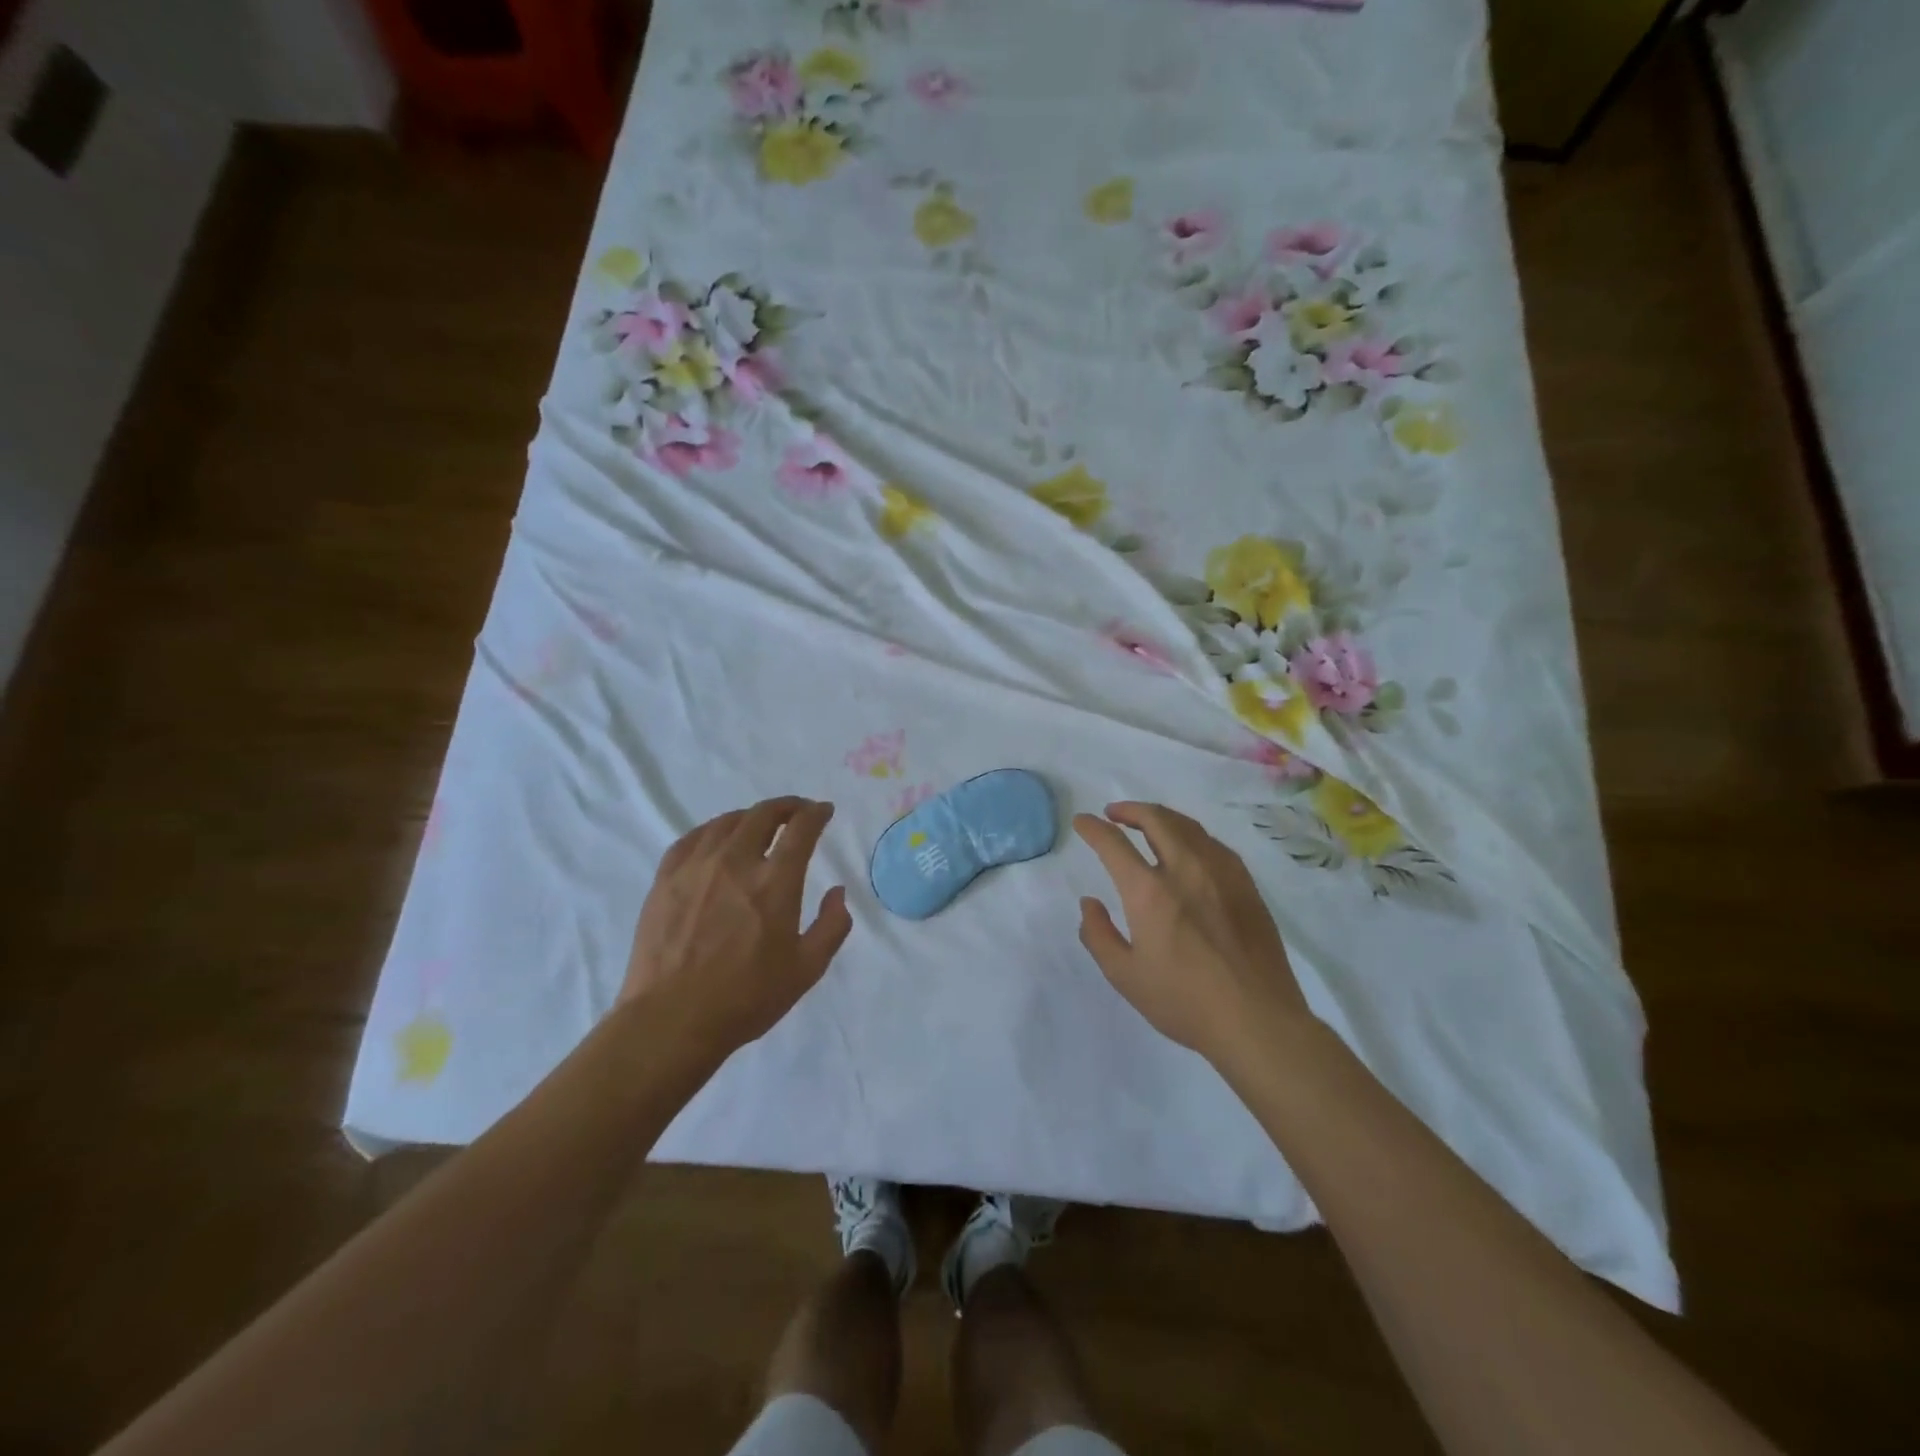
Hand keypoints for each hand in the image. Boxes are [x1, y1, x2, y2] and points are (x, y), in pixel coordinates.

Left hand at [622, 797, 852, 1055]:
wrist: (672, 1020)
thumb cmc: (746, 998)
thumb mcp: (807, 970)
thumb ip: (832, 926)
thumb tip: (837, 892)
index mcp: (775, 882)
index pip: (801, 829)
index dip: (816, 813)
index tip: (824, 811)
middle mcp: (736, 862)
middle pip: (763, 814)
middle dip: (786, 806)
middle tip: (796, 812)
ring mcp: (696, 867)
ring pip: (726, 822)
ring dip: (750, 817)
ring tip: (759, 825)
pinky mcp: (665, 879)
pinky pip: (691, 839)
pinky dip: (712, 831)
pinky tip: (715, 840)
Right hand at [1074, 801, 1311, 1062]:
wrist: (1257, 1020)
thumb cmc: (1184, 1001)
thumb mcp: (1125, 976)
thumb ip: (1098, 935)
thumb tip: (1089, 903)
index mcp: (1149, 892)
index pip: (1114, 843)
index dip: (1093, 828)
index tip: (1082, 822)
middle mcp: (1184, 869)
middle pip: (1155, 819)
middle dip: (1129, 809)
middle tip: (1114, 813)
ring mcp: (1221, 873)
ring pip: (1188, 826)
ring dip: (1161, 817)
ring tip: (1148, 823)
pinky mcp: (1246, 885)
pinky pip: (1214, 844)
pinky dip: (1192, 835)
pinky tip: (1189, 848)